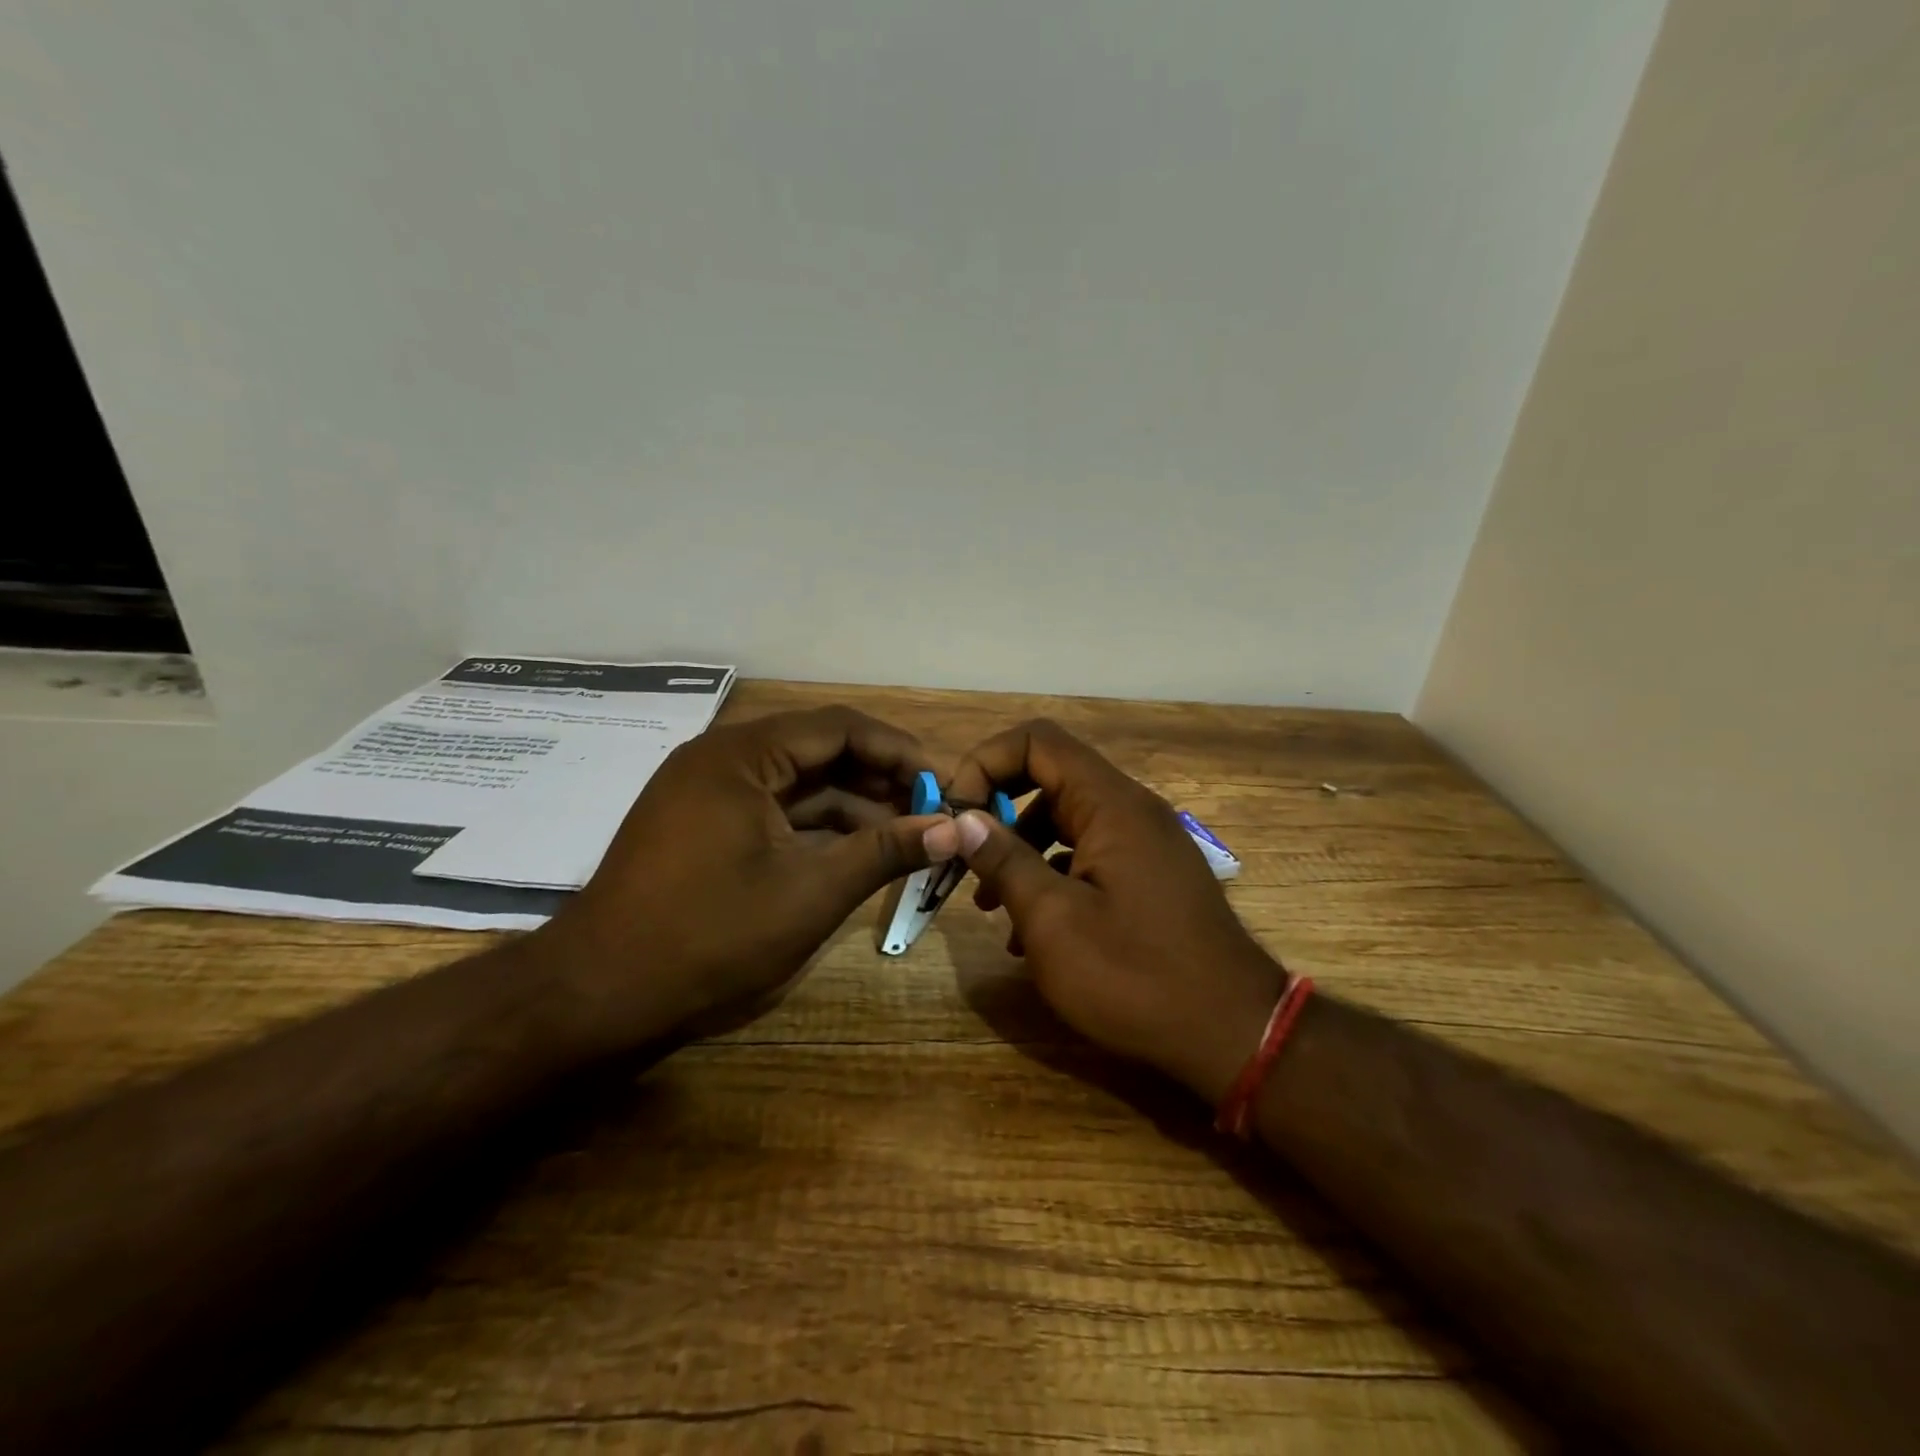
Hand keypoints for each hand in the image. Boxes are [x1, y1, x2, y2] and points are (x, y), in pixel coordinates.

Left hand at [529, 706, 944, 1054]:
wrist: (598, 999)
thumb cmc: (709, 939)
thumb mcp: (810, 893)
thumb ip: (886, 851)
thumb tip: (955, 829)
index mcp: (741, 756)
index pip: (839, 728)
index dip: (899, 752)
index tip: (944, 784)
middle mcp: (723, 759)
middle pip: (820, 751)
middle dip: (880, 779)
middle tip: (934, 811)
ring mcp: (710, 793)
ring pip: (800, 784)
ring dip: (854, 806)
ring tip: (911, 833)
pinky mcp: (706, 826)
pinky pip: (777, 811)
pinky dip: (820, 827)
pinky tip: (862, 850)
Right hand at [937, 719, 1285, 1103]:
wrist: (1234, 1034)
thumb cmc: (1136, 976)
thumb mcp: (1054, 921)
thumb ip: (1004, 861)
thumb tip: (963, 818)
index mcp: (1110, 804)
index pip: (1036, 741)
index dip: (986, 763)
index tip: (957, 816)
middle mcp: (1131, 809)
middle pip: (1049, 777)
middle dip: (998, 812)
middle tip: (966, 860)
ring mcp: (1145, 843)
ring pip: (1066, 820)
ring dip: (1020, 851)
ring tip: (990, 906)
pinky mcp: (1150, 876)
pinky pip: (1089, 855)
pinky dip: (1053, 877)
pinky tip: (1032, 934)